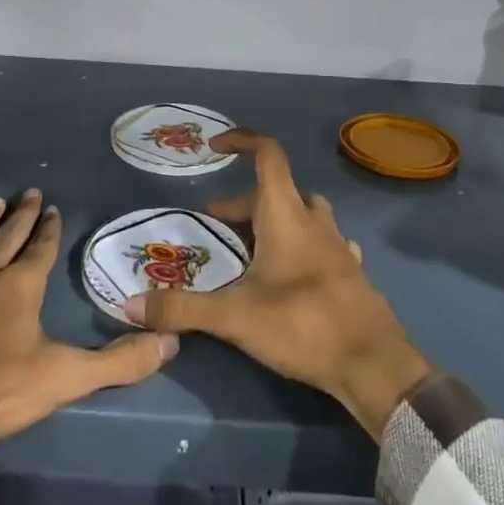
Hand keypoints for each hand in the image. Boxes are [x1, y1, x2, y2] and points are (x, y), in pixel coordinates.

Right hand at [128, 132, 432, 439]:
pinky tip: (294, 271)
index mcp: (285, 213)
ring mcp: (338, 244)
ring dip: (276, 220)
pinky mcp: (351, 270)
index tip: (215, 147)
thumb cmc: (302, 324)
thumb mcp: (234, 317)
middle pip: (276, 191)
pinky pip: (323, 242)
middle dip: (243, 202)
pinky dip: (303, 245)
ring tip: (253, 248)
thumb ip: (183, 308)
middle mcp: (313, 219)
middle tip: (217, 226)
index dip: (242, 140)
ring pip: (302, 213)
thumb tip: (131, 304)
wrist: (373, 364)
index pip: (267, 154)